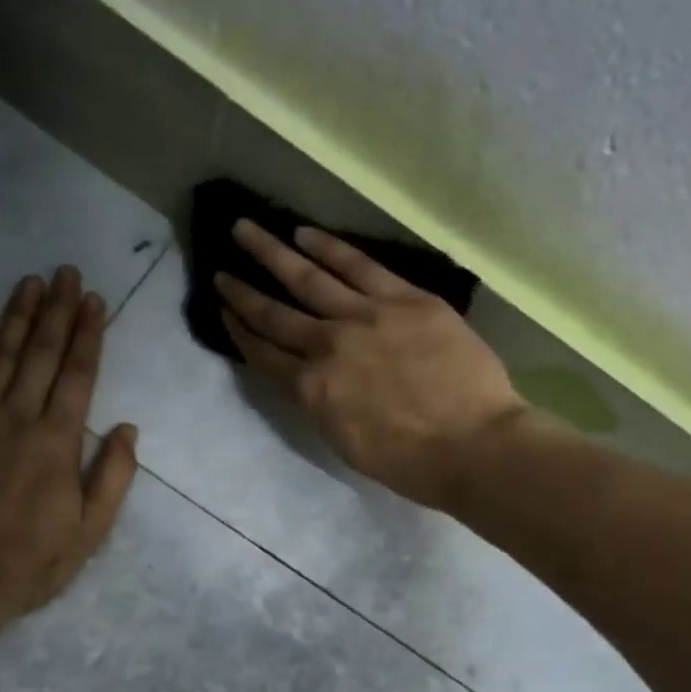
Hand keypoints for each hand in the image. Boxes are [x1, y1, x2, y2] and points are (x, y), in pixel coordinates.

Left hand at [0, 268, 138, 617]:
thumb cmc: (30, 561)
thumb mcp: (90, 530)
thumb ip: (113, 476)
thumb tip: (128, 428)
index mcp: (57, 441)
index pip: (78, 375)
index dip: (88, 335)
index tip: (94, 300)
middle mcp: (16, 418)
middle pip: (41, 354)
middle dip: (56, 311)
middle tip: (65, 272)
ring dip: (15, 317)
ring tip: (29, 282)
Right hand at [218, 222, 528, 508]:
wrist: (471, 445)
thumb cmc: (408, 461)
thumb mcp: (343, 441)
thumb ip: (319, 403)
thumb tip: (308, 378)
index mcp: (310, 390)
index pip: (264, 354)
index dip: (239, 331)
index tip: (222, 311)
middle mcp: (326, 346)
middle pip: (274, 312)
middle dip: (242, 290)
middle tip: (219, 268)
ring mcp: (364, 316)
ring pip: (307, 277)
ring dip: (272, 253)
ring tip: (245, 230)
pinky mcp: (404, 298)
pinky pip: (358, 265)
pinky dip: (328, 247)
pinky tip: (304, 233)